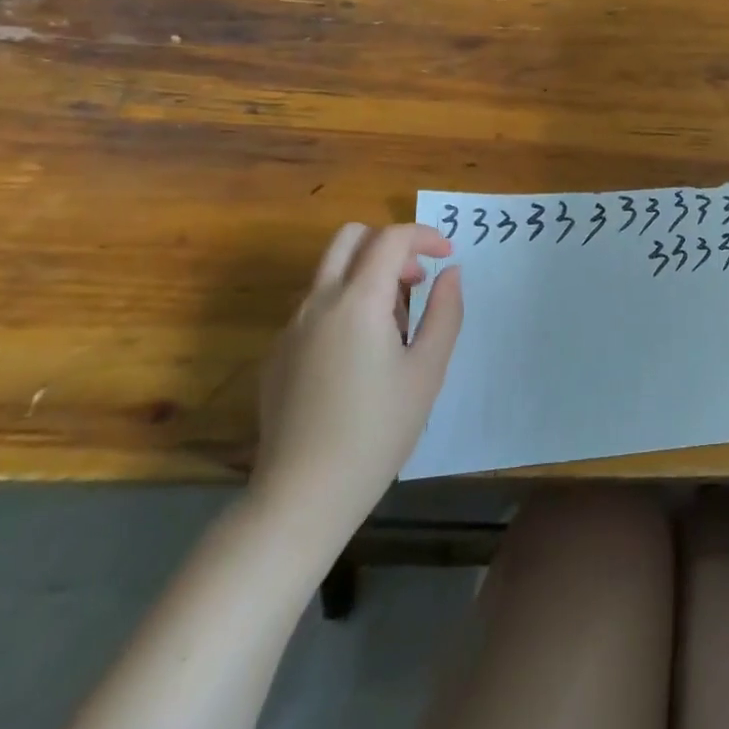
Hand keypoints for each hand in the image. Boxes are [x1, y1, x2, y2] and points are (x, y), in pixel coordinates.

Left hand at [249, 223, 463, 563]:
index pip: (391, 238)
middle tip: (416, 281)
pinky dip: (343, 305)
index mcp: (358, 301)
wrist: (304, 493)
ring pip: (329, 271)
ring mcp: (291, 327)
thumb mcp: (428, 370)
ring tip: (394, 326)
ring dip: (366, 274)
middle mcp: (318, 302)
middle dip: (389, 244)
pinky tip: (360, 357)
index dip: (425, 235)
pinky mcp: (277, 354)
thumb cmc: (379, 429)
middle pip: (350, 237)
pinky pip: (314, 307)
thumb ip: (444, 311)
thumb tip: (451, 272)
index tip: (448, 255)